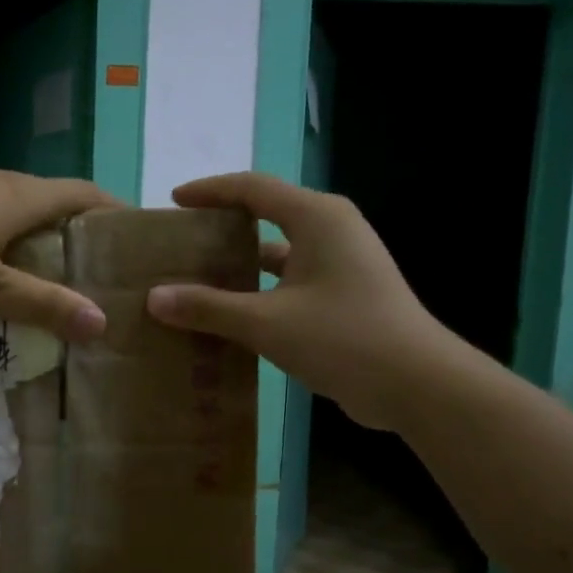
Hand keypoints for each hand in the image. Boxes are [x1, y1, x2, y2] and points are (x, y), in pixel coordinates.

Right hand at [144, 173, 454, 429]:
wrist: (417, 384)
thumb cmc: (343, 338)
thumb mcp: (266, 322)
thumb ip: (209, 307)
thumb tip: (154, 297)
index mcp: (317, 218)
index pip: (253, 188)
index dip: (210, 191)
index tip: (174, 201)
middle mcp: (331, 230)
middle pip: (266, 216)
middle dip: (222, 227)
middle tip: (182, 243)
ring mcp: (342, 264)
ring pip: (279, 253)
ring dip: (240, 265)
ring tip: (196, 279)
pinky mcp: (345, 295)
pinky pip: (291, 282)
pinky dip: (260, 292)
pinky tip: (231, 316)